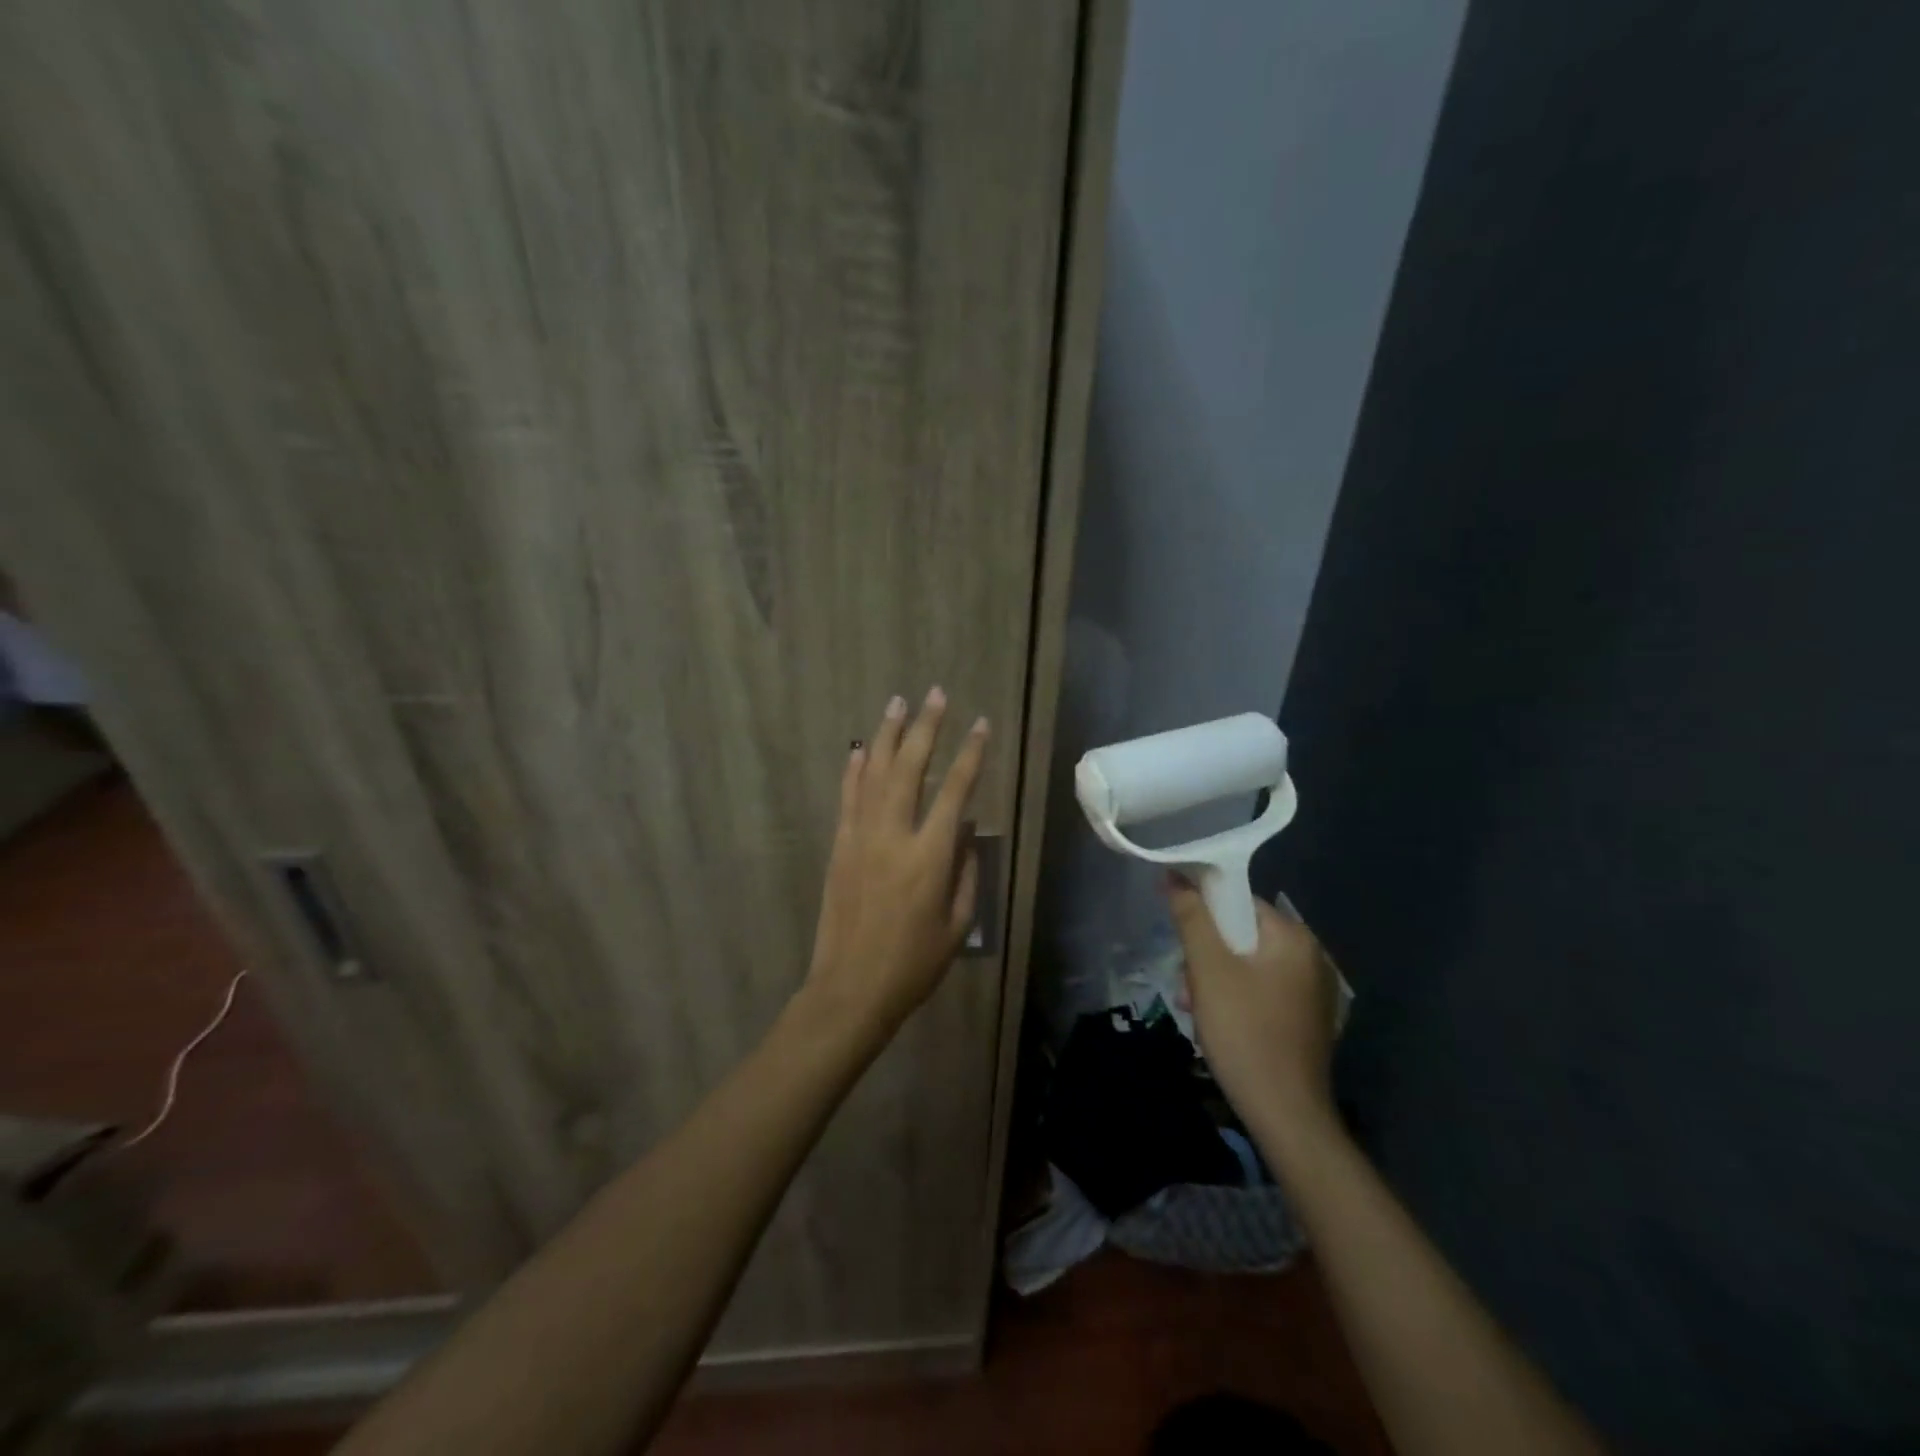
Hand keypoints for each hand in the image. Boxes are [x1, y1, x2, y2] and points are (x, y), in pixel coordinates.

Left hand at [802, 687, 989, 1039]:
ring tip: (897, 703)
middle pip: (910, 767)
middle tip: (935, 694)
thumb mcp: (958, 925)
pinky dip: (854, 770)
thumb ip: (967, 872)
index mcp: (930, 856)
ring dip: (887, 735)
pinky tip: (859, 749)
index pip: (955, 791)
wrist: (851, 988)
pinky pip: (847, 798)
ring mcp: (860, 837)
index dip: (970, 754)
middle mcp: (894, 835)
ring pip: (874, 774)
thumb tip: (968, 830)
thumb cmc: (914, 964)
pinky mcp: (839, 847)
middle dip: (925, 727)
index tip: (980, 724)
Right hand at [1166, 876, 1339, 1138]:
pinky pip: (1262, 990)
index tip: (1180, 941)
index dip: (1203, 915)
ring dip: (1216, 980)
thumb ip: (1191, 918)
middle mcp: (1311, 957)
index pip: (1239, 903)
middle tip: (1188, 985)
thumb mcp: (1208, 970)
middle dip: (1207, 955)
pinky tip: (1218, 1024)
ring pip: (1248, 966)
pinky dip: (1236, 998)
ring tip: (1196, 1008)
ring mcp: (1313, 991)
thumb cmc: (1245, 1032)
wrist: (1285, 1114)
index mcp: (1294, 938)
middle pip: (1242, 935)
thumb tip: (1175, 875)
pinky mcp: (1307, 1019)